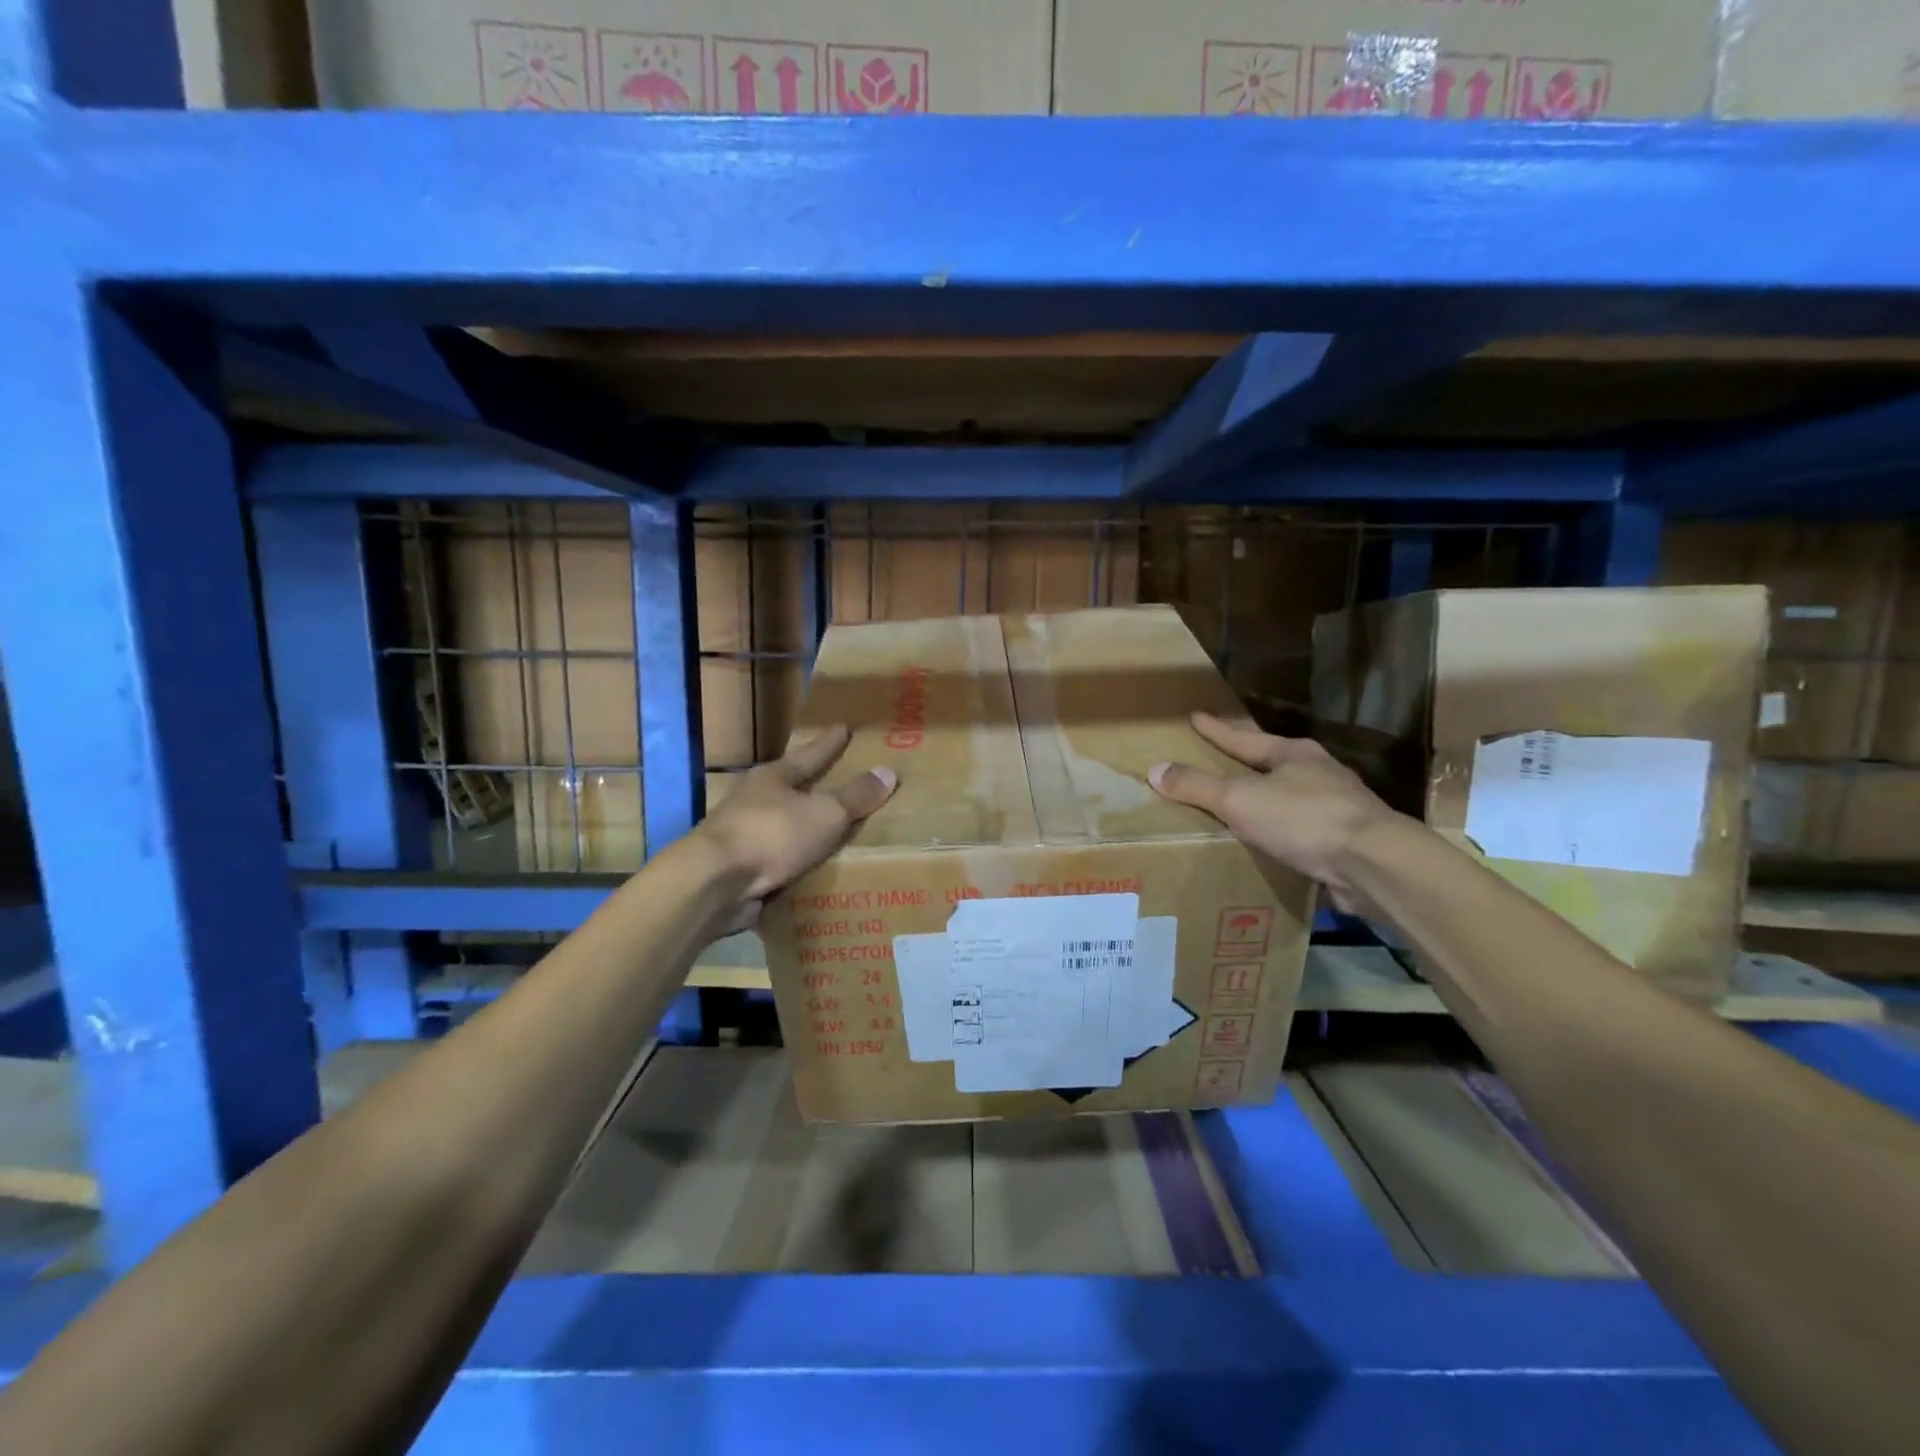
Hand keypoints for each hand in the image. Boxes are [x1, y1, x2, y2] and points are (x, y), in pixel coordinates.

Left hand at [690, 724, 895, 932]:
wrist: (714, 883)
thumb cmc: (771, 835)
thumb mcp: (824, 813)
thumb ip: (855, 797)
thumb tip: (887, 771)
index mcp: (775, 777)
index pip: (811, 754)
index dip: (830, 743)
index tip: (844, 727)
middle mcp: (756, 801)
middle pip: (793, 787)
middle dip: (815, 785)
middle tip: (842, 779)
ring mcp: (745, 835)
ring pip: (785, 825)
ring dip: (806, 828)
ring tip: (836, 831)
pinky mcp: (742, 869)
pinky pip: (781, 861)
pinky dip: (798, 863)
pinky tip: (815, 869)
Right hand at [1147, 712, 1399, 913]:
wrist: (1374, 864)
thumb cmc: (1303, 819)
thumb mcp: (1239, 800)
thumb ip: (1198, 786)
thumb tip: (1155, 769)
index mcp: (1293, 754)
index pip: (1243, 737)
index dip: (1216, 729)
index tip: (1195, 716)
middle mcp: (1318, 774)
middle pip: (1271, 762)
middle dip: (1244, 761)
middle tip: (1217, 757)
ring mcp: (1337, 806)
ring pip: (1289, 796)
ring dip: (1265, 798)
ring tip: (1239, 804)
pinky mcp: (1345, 840)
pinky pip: (1300, 829)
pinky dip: (1280, 831)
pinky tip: (1269, 843)